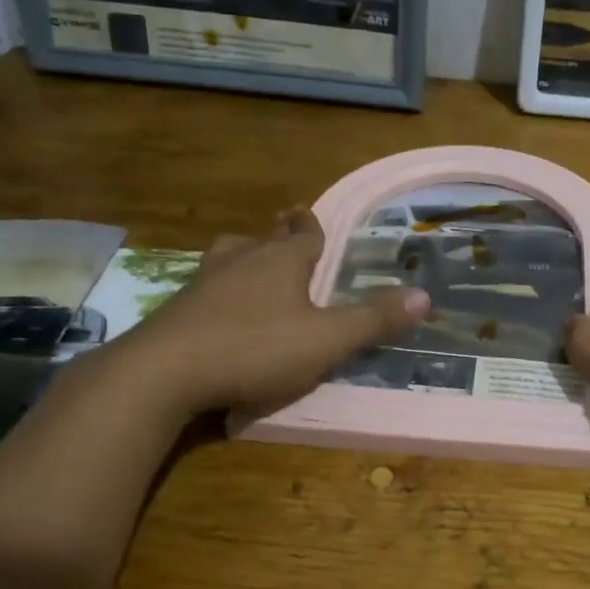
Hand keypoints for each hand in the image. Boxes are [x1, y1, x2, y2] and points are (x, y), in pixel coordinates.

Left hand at [111, 208, 428, 414]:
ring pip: (228, 259)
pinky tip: (222, 316)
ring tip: (253, 273)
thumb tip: (425, 296)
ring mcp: (202, 283)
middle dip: (276, 238)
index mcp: (280, 260)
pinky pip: (206, 291)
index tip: (310, 215)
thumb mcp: (327, 340)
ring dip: (244, 262)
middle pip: (261, 239)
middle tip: (286, 240)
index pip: (303, 232)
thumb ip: (374, 319)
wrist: (164, 373)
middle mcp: (240, 261)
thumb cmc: (255, 348)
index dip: (311, 225)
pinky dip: (220, 295)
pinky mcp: (176, 310)